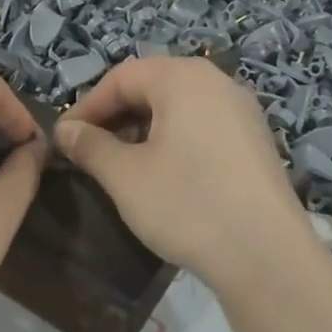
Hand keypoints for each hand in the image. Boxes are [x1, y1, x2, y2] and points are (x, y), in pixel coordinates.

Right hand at [56, 56, 312, 292]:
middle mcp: (217, 82)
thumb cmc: (187, 205)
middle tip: (89, 149)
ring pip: (178, 106)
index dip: (87, 106)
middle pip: (152, 85)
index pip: (121, 77)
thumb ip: (90, 146)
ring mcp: (242, 110)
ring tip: (121, 163)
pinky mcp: (255, 140)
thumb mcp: (125, 176)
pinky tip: (163, 172)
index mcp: (183, 79)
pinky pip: (202, 124)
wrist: (266, 255)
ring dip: (143, 127)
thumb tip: (65, 130)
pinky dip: (173, 138)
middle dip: (115, 115)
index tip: (64, 139)